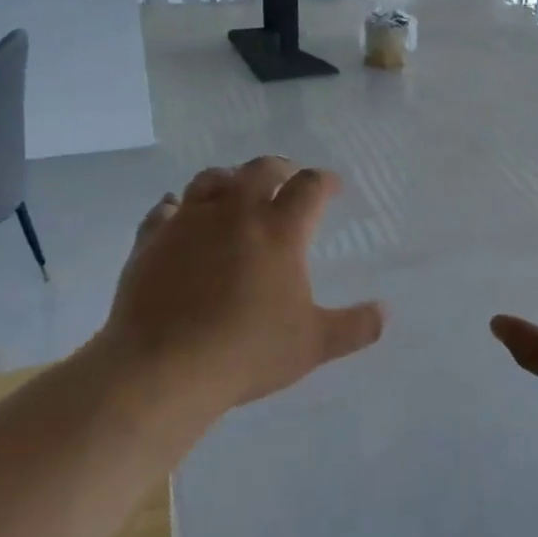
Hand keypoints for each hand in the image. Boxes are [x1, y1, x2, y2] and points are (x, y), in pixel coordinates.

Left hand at [98, 157, 384, 416]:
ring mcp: (189, 222)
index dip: (325, 181)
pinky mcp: (152, 239)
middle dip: (280, 169)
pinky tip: (179, 214)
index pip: (309, 187)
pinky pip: (165, 209)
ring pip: (211, 179)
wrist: (163, 367)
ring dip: (229, 178)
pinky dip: (179, 206)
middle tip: (287, 179)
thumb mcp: (313, 345)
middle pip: (260, 170)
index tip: (332, 187)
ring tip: (235, 189)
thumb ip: (355, 327)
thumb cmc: (247, 352)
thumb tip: (385, 313)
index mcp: (280, 231)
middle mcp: (235, 213)